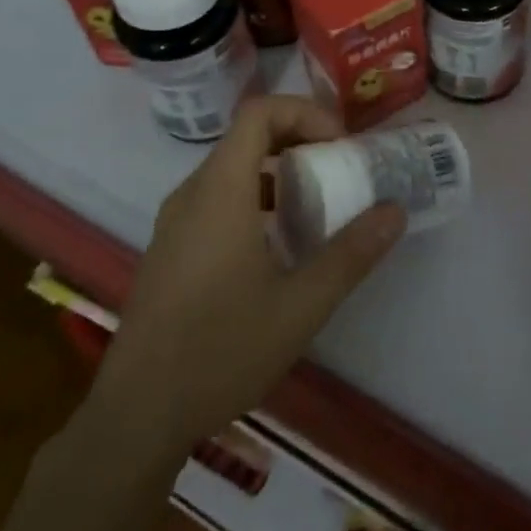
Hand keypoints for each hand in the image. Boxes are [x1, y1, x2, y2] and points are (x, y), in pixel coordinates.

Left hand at [88, 96, 405, 462]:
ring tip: (318, 203)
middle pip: (247, 136)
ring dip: (279, 170)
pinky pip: (217, 198)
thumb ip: (352, 253)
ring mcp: (175, 223)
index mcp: (220, 193)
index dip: (305, 112)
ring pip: (232, 168)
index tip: (340, 145)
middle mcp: (191, 195)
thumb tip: (395, 212)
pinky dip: (256, 197)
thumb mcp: (301, 305)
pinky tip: (280, 245)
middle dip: (300, 139)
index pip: (259, 113)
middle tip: (340, 168)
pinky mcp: (170, 250)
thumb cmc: (220, 351)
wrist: (135, 418)